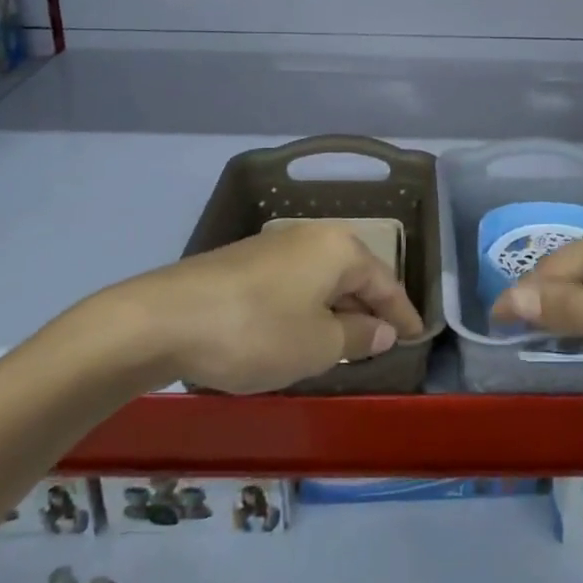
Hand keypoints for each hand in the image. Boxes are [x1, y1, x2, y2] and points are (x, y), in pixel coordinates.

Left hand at [102, 222, 425, 393]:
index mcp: (338, 249)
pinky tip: (299, 333)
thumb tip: (383, 329)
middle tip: (384, 343)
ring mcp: (274, 246)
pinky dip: (307, 308)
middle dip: (370, 309)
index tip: (418, 338)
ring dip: (336, 310)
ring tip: (345, 344)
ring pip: (321, 279)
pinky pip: (294, 284)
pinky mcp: (244, 262)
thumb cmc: (257, 331)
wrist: (164, 319)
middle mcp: (310, 237)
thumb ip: (359, 336)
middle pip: (354, 275)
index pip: (385, 282)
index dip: (403, 313)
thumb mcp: (318, 345)